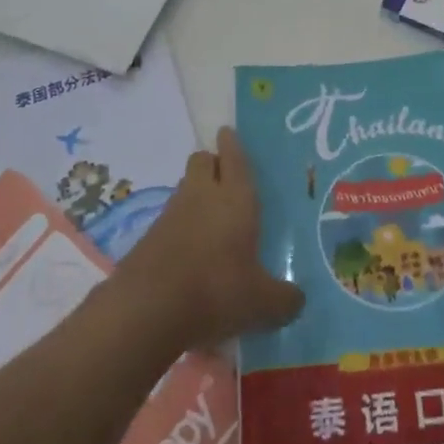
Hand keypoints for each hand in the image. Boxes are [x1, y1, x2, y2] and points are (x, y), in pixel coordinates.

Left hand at [116, 127, 303, 352]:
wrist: (146, 310)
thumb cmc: (216, 291)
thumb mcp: (262, 302)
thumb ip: (284, 298)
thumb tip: (297, 299)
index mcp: (236, 198)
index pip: (234, 157)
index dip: (232, 144)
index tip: (229, 132)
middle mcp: (202, 196)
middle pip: (202, 160)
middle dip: (212, 162)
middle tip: (226, 178)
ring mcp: (171, 214)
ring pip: (185, 188)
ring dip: (196, 194)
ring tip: (212, 220)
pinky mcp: (148, 237)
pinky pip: (170, 219)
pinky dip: (181, 227)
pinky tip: (192, 253)